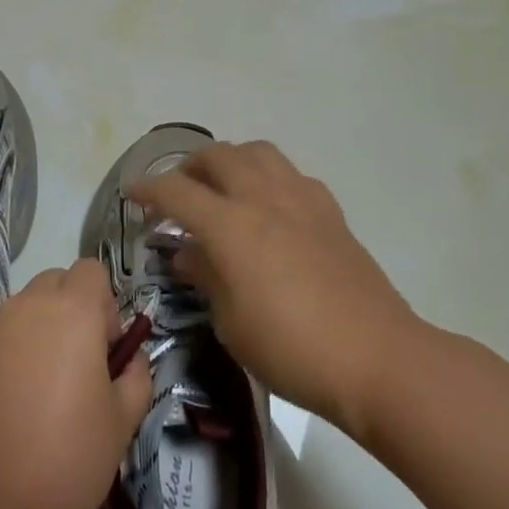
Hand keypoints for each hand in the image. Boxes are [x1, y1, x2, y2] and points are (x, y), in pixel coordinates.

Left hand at [0, 260, 152, 508]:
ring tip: (46, 384)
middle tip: (80, 363)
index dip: (105, 303)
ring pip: (28, 304)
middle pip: (58, 281)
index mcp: (74, 310)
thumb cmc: (70, 458)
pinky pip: (3, 330)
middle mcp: (31, 304)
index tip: (106, 349)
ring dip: (43, 326)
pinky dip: (15, 346)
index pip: (92, 271)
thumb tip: (129, 359)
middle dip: (74, 308)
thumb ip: (136, 375)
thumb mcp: (123, 420)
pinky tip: (16, 397)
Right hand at [128, 140, 420, 437]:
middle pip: (217, 156)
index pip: (176, 192)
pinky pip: (290, 174)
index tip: (132, 193)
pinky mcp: (329, 210)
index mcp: (230, 225)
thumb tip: (187, 252)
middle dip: (188, 167)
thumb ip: (205, 277)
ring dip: (230, 160)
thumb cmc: (292, 349)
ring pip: (257, 152)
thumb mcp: (232, 323)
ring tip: (223, 186)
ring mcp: (300, 198)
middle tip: (178, 192)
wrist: (376, 357)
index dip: (148, 189)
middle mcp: (262, 197)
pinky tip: (269, 205)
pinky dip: (268, 177)